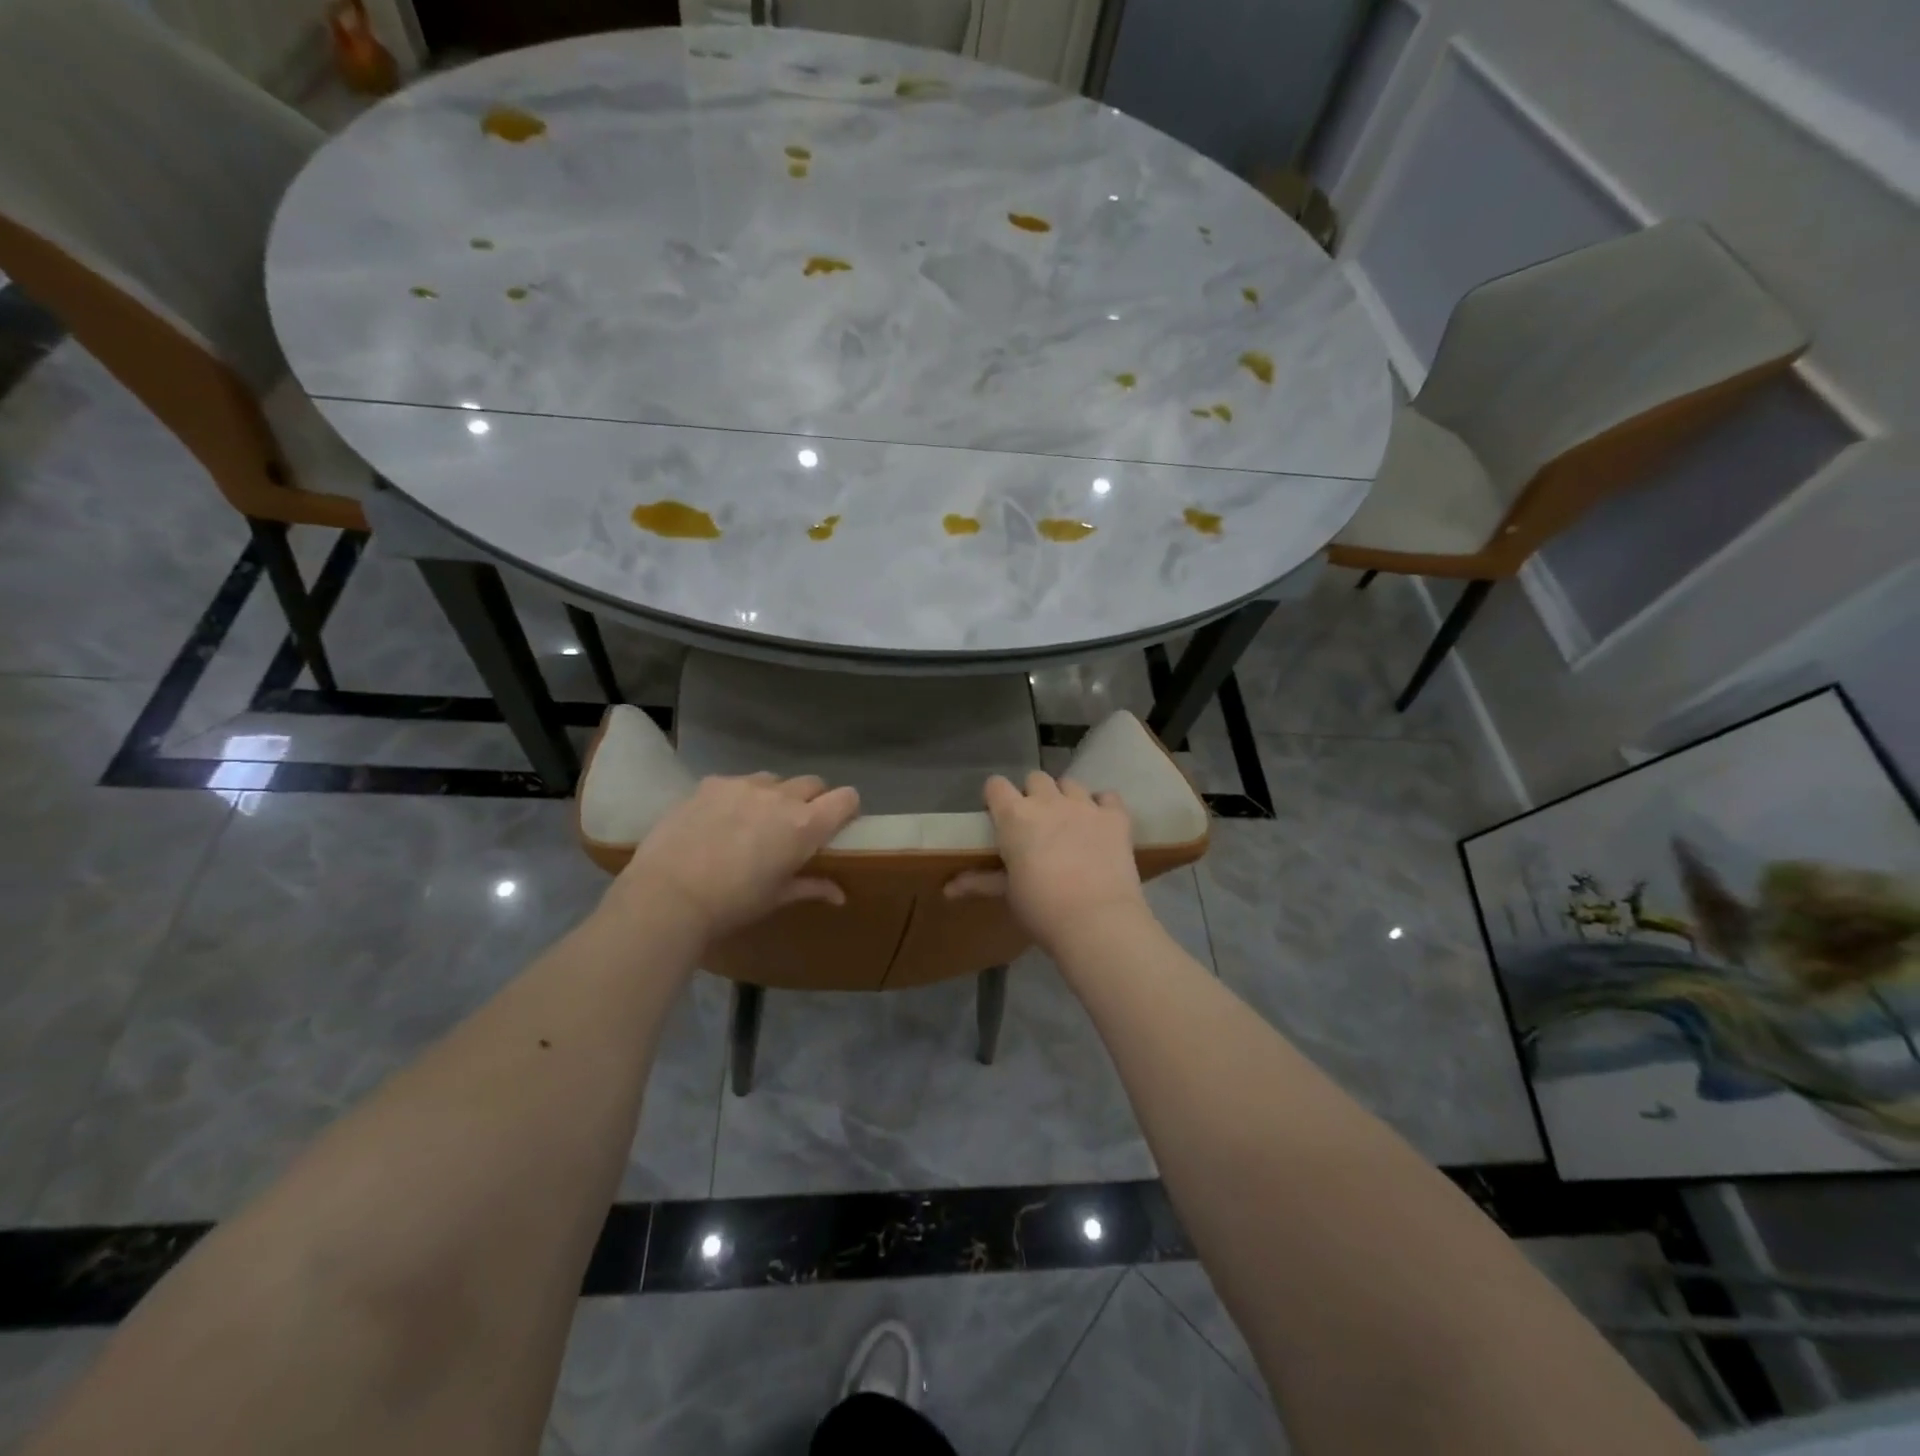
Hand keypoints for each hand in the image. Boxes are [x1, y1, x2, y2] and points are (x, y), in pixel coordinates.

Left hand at [606, 773, 860, 942]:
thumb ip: (811, 887)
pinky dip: (738, 796)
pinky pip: (737, 782)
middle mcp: (781, 796)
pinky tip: (719, 820)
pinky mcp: (711, 783)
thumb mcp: (776, 898)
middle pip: (813, 783)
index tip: (838, 824)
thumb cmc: (732, 904)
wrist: (667, 895)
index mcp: (805, 825)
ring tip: (755, 820)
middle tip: (796, 827)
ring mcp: (744, 785)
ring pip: (774, 780)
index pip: (847, 797)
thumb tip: (840, 895)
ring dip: (775, 795)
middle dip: (812, 800)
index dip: (847, 808)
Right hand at [947, 771, 1146, 950]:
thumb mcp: (1008, 893)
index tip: (998, 816)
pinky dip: (1103, 805)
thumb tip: (946, 889)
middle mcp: (1048, 801)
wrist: (1097, 921)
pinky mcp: (1116, 817)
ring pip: (1070, 783)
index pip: (995, 785)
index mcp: (1014, 816)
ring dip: (1066, 797)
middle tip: (1036, 824)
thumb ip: (980, 882)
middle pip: (1035, 778)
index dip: (996, 798)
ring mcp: (1085, 805)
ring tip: (1069, 822)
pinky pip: (1108, 796)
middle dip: (1033, 795)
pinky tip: (1101, 823)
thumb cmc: (1042, 909)